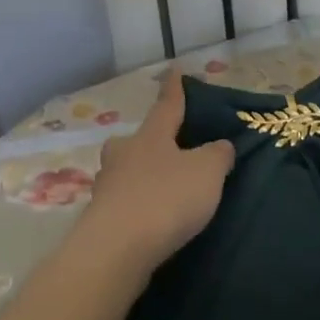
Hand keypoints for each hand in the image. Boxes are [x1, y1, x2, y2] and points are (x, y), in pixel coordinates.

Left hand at [74, 71, 233, 282]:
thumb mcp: (206, 172)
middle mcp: (124, 153)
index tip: (174, 70)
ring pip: (127, 170)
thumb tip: (219, 145)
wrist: (115, 250)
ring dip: (141, 175)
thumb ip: (217, 155)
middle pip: (138, 140)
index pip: (167, 105)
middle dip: (150, 141)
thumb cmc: (165, 199)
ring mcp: (107, 185)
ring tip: (161, 188)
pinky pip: (124, 202)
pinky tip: (149, 219)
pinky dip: (136, 205)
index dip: (175, 89)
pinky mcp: (100, 218)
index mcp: (151, 136)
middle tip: (167, 147)